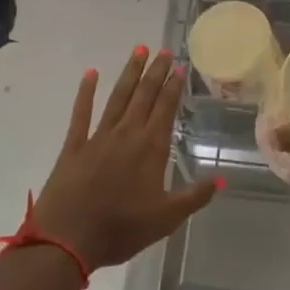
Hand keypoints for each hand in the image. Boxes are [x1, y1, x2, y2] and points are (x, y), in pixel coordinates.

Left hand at [31, 47, 218, 270]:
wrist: (67, 239)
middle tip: (163, 50)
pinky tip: (91, 74)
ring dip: (129, 74)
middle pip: (144, 96)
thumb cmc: (121, 229)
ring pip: (118, 97)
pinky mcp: (74, 145)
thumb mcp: (166, 218)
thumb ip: (195, 196)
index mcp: (151, 149)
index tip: (179, 67)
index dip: (173, 87)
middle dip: (155, 72)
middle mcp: (127, 134)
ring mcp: (98, 137)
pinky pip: (81, 113)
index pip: (165, 109)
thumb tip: (223, 179)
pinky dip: (86, 92)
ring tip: (138, 50)